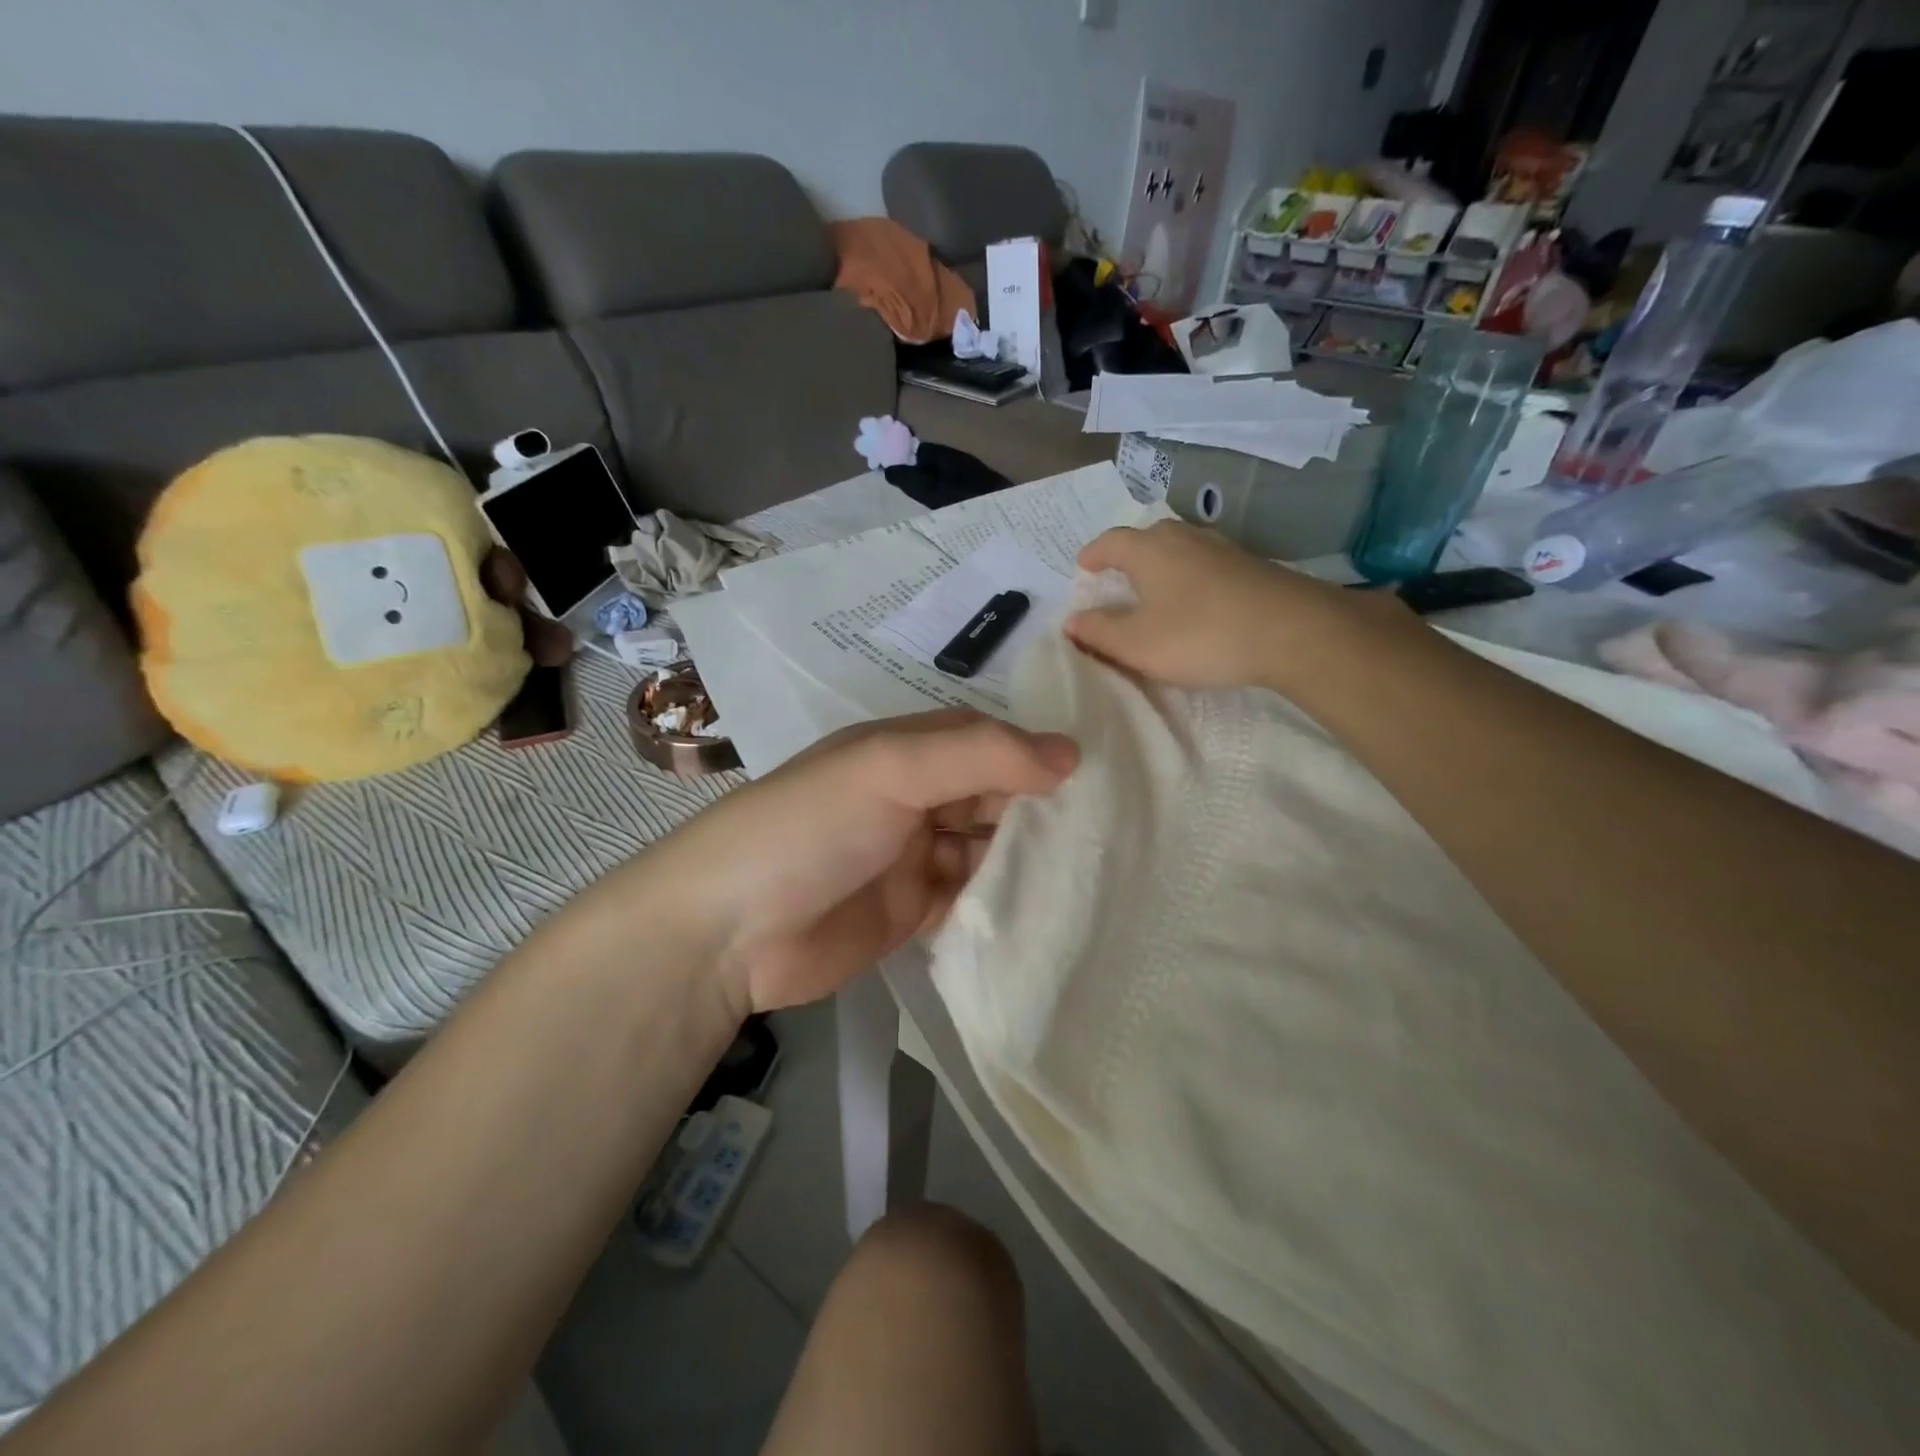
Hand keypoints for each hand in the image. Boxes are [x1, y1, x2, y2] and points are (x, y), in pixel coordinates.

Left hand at [649, 711, 1076, 1014]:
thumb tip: (1070, 752)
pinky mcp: (911, 912)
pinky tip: (1046, 909)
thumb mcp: (892, 769)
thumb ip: (980, 756)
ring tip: (1091, 870)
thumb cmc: (811, 827)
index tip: (1095, 776)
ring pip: (985, 849)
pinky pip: (969, 899)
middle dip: (1036, 810)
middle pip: (988, 796)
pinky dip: (1000, 901)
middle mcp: (911, 798)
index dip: (1031, 754)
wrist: (729, 932)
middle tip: (1105, 830)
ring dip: (1024, 858)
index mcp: (903, 752)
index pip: (982, 741)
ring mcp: (911, 857)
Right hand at [1065, 520, 1412, 691]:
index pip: (1110, 542)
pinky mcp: (1251, 565)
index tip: (1083, 568)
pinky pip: (1206, 564)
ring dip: (1161, 566)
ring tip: (1155, 591)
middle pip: (1147, 538)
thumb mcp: (1137, 644)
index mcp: (1148, 550)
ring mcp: (1222, 548)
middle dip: (1128, 556)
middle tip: (1117, 580)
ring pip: (1180, 549)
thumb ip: (1099, 632)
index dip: (1093, 555)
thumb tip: (1073, 621)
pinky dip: (1190, 578)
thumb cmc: (1200, 635)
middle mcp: (1183, 537)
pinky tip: (1196, 601)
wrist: (1292, 631)